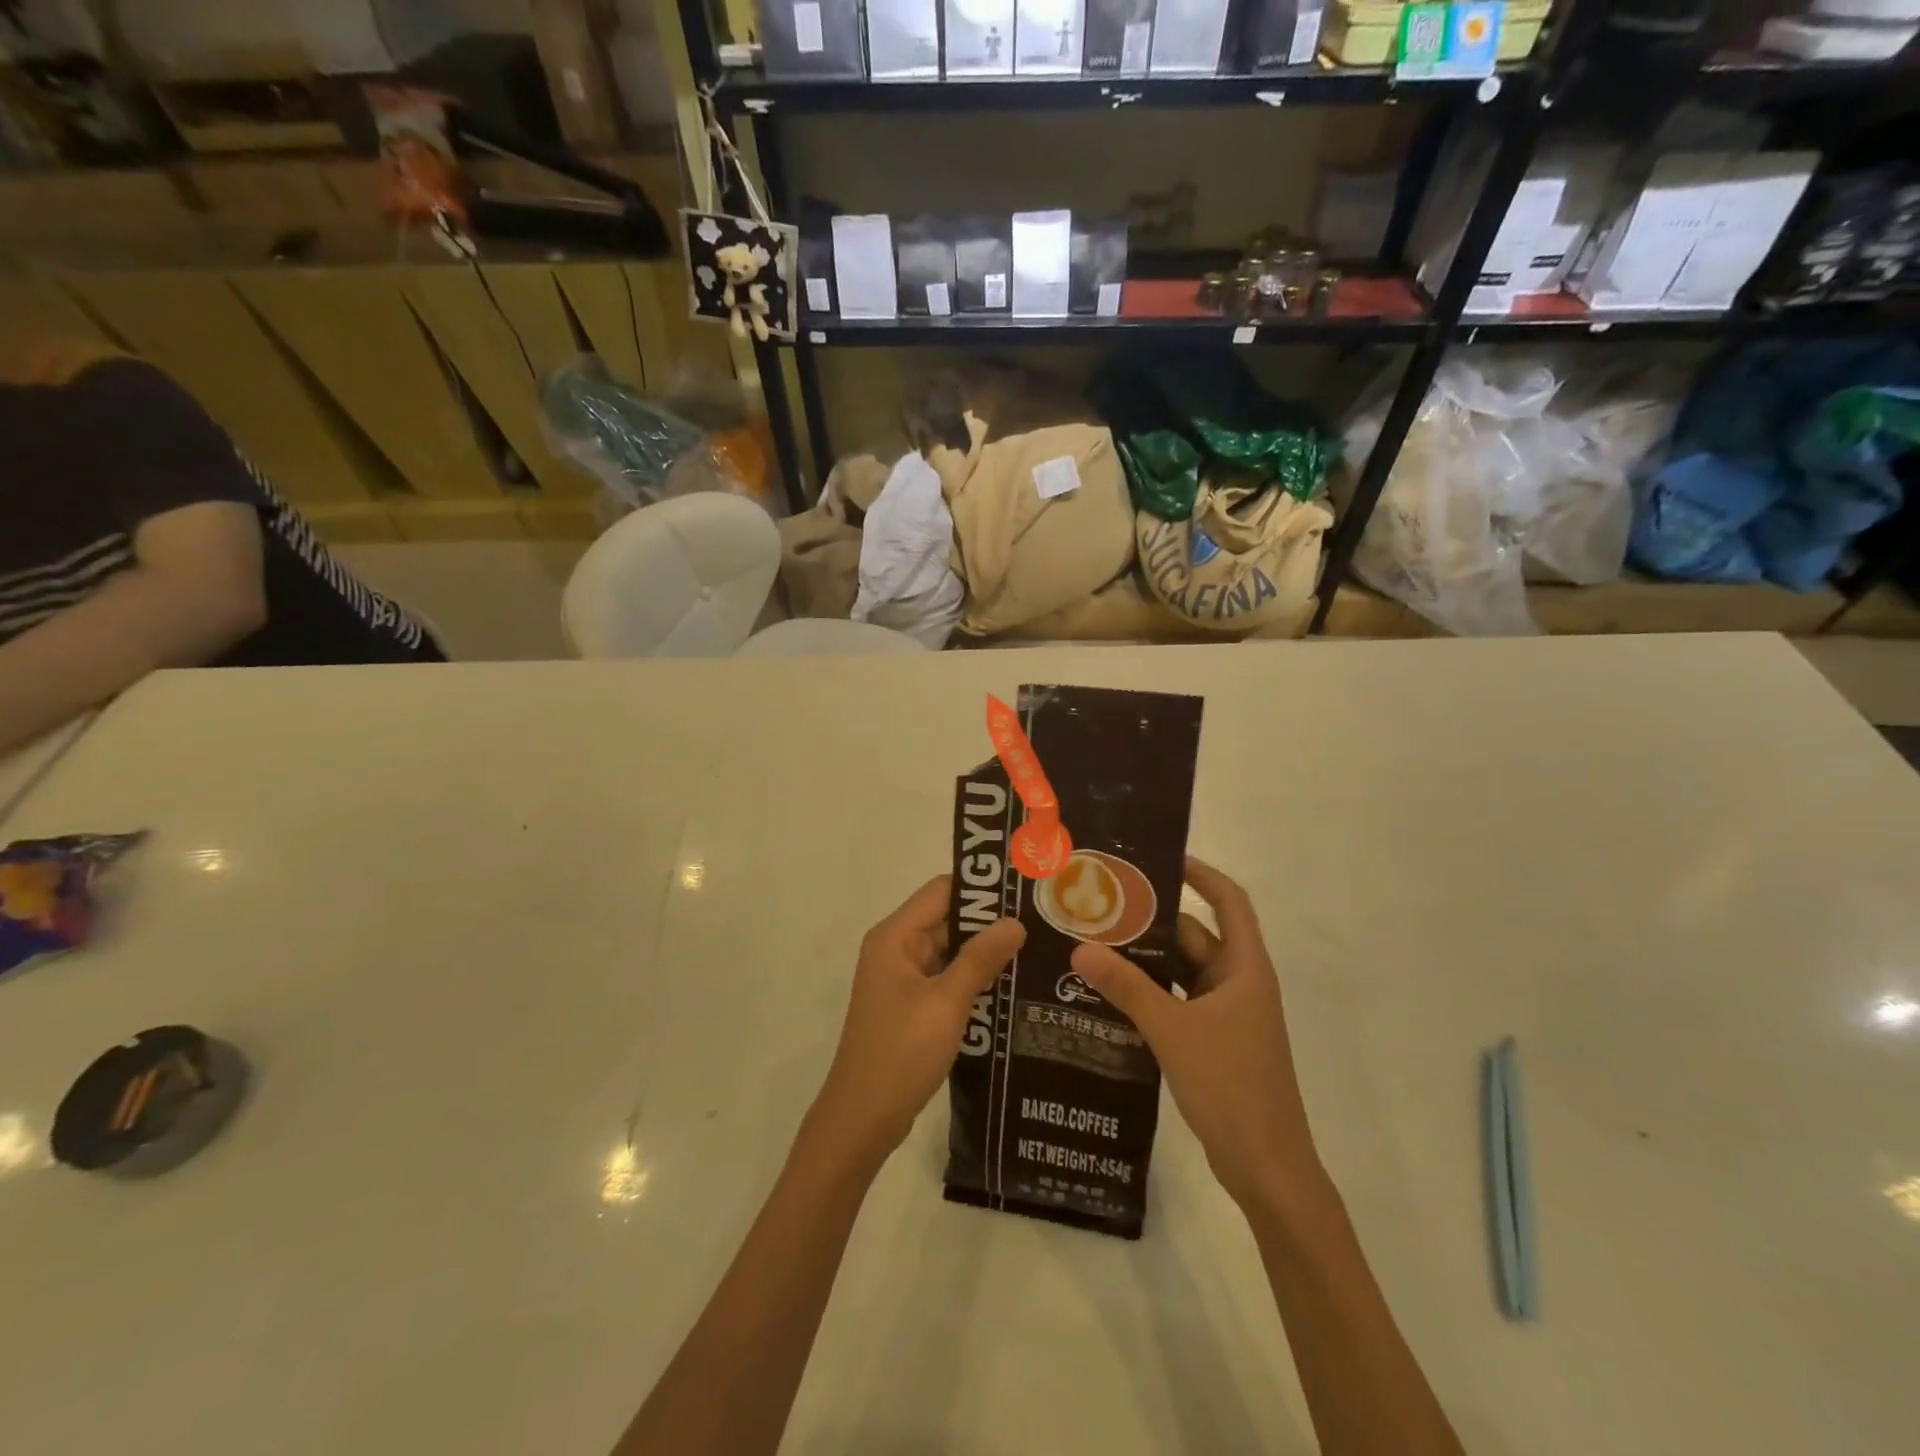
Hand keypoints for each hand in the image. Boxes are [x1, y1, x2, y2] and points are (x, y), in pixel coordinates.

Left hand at [810, 876, 1024, 1171]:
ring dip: (986, 952)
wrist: (862, 1119)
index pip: (942, 891)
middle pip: (948, 918)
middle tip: (1042, 921)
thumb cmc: (900, 1053)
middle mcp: (896, 948)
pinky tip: (1013, 985)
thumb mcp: (946, 1003)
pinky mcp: (912, 1005)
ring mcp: (903, 978)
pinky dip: (974, 978)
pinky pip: (947, 978)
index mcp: (895, 936)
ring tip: (1038, 949)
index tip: (1024, 889)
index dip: (982, 887)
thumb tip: (1015, 921)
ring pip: (951, 950)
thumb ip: (980, 958)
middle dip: (990, 921)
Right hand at [1070, 856, 1318, 1210]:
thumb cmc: (1231, 1086)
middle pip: (1195, 936)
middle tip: (1103, 907)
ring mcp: (1227, 1015)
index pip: (1229, 902)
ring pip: (1182, 972)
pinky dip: (1150, 993)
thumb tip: (1080, 948)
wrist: (1266, 1167)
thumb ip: (1127, 988)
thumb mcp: (1173, 1030)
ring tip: (1095, 944)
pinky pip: (1177, 1001)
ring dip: (1147, 960)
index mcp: (1245, 969)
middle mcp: (1238, 983)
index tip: (1159, 860)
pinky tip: (1110, 993)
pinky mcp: (1213, 1041)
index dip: (1200, 875)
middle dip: (1153, 922)